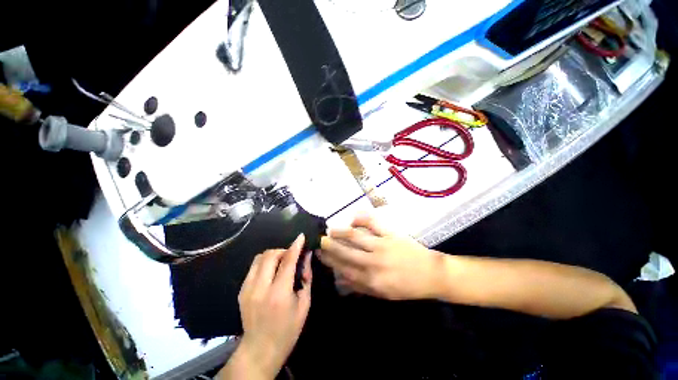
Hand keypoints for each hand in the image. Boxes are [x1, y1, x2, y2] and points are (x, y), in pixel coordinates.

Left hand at [221, 234, 311, 379]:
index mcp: (279, 293)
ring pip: (259, 258)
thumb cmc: (288, 329)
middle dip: (283, 250)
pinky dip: (264, 263)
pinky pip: (253, 267)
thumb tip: (306, 256)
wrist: (260, 349)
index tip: (301, 236)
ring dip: (273, 255)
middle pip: (270, 255)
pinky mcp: (241, 291)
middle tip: (292, 255)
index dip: (295, 246)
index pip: (287, 261)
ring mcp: (247, 289)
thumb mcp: (304, 303)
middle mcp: (260, 288)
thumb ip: (306, 277)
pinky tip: (271, 271)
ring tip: (281, 262)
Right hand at [318, 214, 443, 299]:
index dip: (329, 260)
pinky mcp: (391, 234)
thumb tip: (340, 279)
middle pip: (346, 252)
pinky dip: (362, 218)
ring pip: (356, 236)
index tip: (319, 254)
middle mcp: (373, 262)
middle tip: (319, 240)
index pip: (343, 268)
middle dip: (330, 246)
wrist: (430, 274)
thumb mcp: (383, 294)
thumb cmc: (406, 287)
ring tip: (331, 230)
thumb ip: (360, 287)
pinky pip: (374, 223)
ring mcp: (382, 245)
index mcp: (371, 280)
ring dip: (341, 232)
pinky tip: (352, 217)